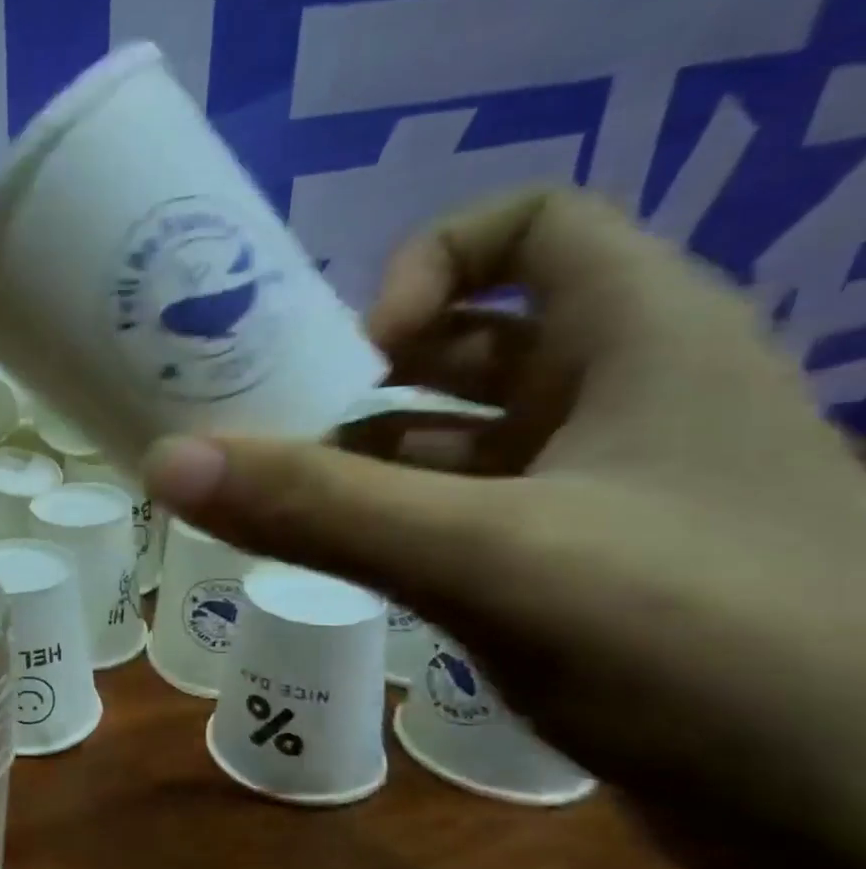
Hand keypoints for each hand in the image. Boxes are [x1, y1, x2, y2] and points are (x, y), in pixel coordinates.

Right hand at [143, 188, 865, 861]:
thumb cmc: (702, 645)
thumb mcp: (487, 558)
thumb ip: (318, 507)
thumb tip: (166, 461)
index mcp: (640, 341)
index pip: (533, 224)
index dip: (432, 262)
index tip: (357, 350)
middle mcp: (626, 397)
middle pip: (473, 337)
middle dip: (362, 372)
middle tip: (267, 423)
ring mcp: (605, 489)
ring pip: (458, 437)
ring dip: (362, 456)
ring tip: (271, 497)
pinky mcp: (581, 566)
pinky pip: (463, 510)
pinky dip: (391, 518)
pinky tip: (331, 555)